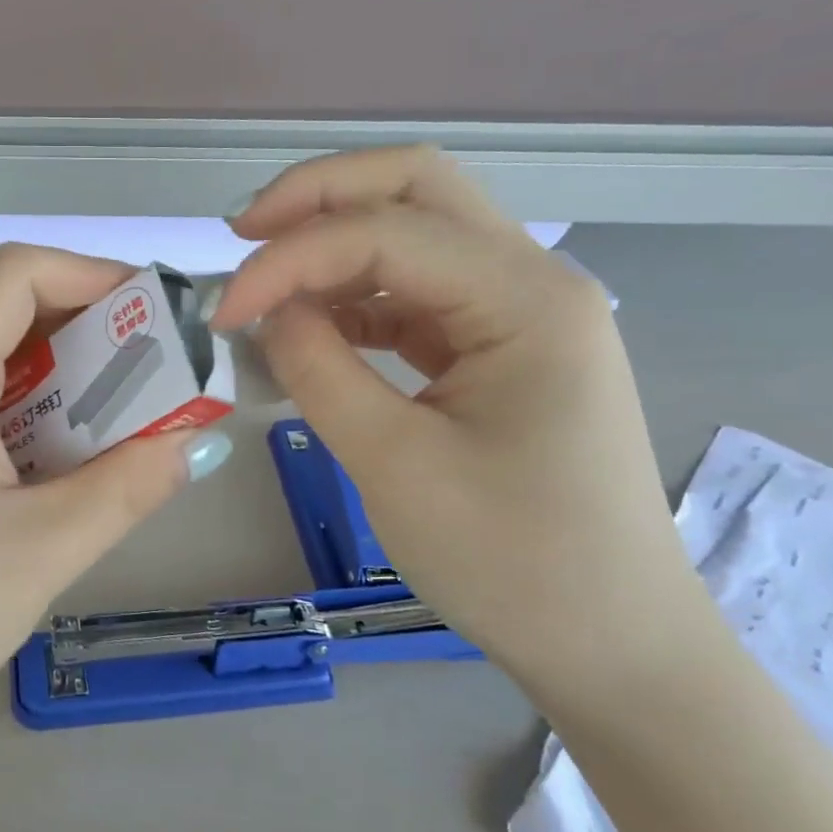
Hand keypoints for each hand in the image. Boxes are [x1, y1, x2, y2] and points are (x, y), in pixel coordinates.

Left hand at [0, 244, 233, 747]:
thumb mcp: (43, 550)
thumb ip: (127, 487)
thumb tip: (195, 443)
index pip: (16, 273)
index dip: (92, 274)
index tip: (157, 317)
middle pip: (11, 312)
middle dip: (94, 330)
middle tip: (159, 377)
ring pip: (1, 365)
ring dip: (71, 380)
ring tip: (131, 423)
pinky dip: (42, 418)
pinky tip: (72, 467)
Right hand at [212, 148, 711, 689]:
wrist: (610, 644)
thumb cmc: (514, 562)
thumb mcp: (394, 463)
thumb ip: (318, 368)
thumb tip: (265, 310)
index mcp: (526, 299)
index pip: (384, 232)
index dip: (288, 259)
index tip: (222, 311)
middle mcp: (532, 281)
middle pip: (415, 187)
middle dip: (318, 197)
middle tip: (242, 234)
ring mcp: (519, 312)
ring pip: (416, 231)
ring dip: (334, 242)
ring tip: (264, 281)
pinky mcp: (498, 348)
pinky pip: (417, 293)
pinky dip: (356, 295)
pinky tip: (311, 324)